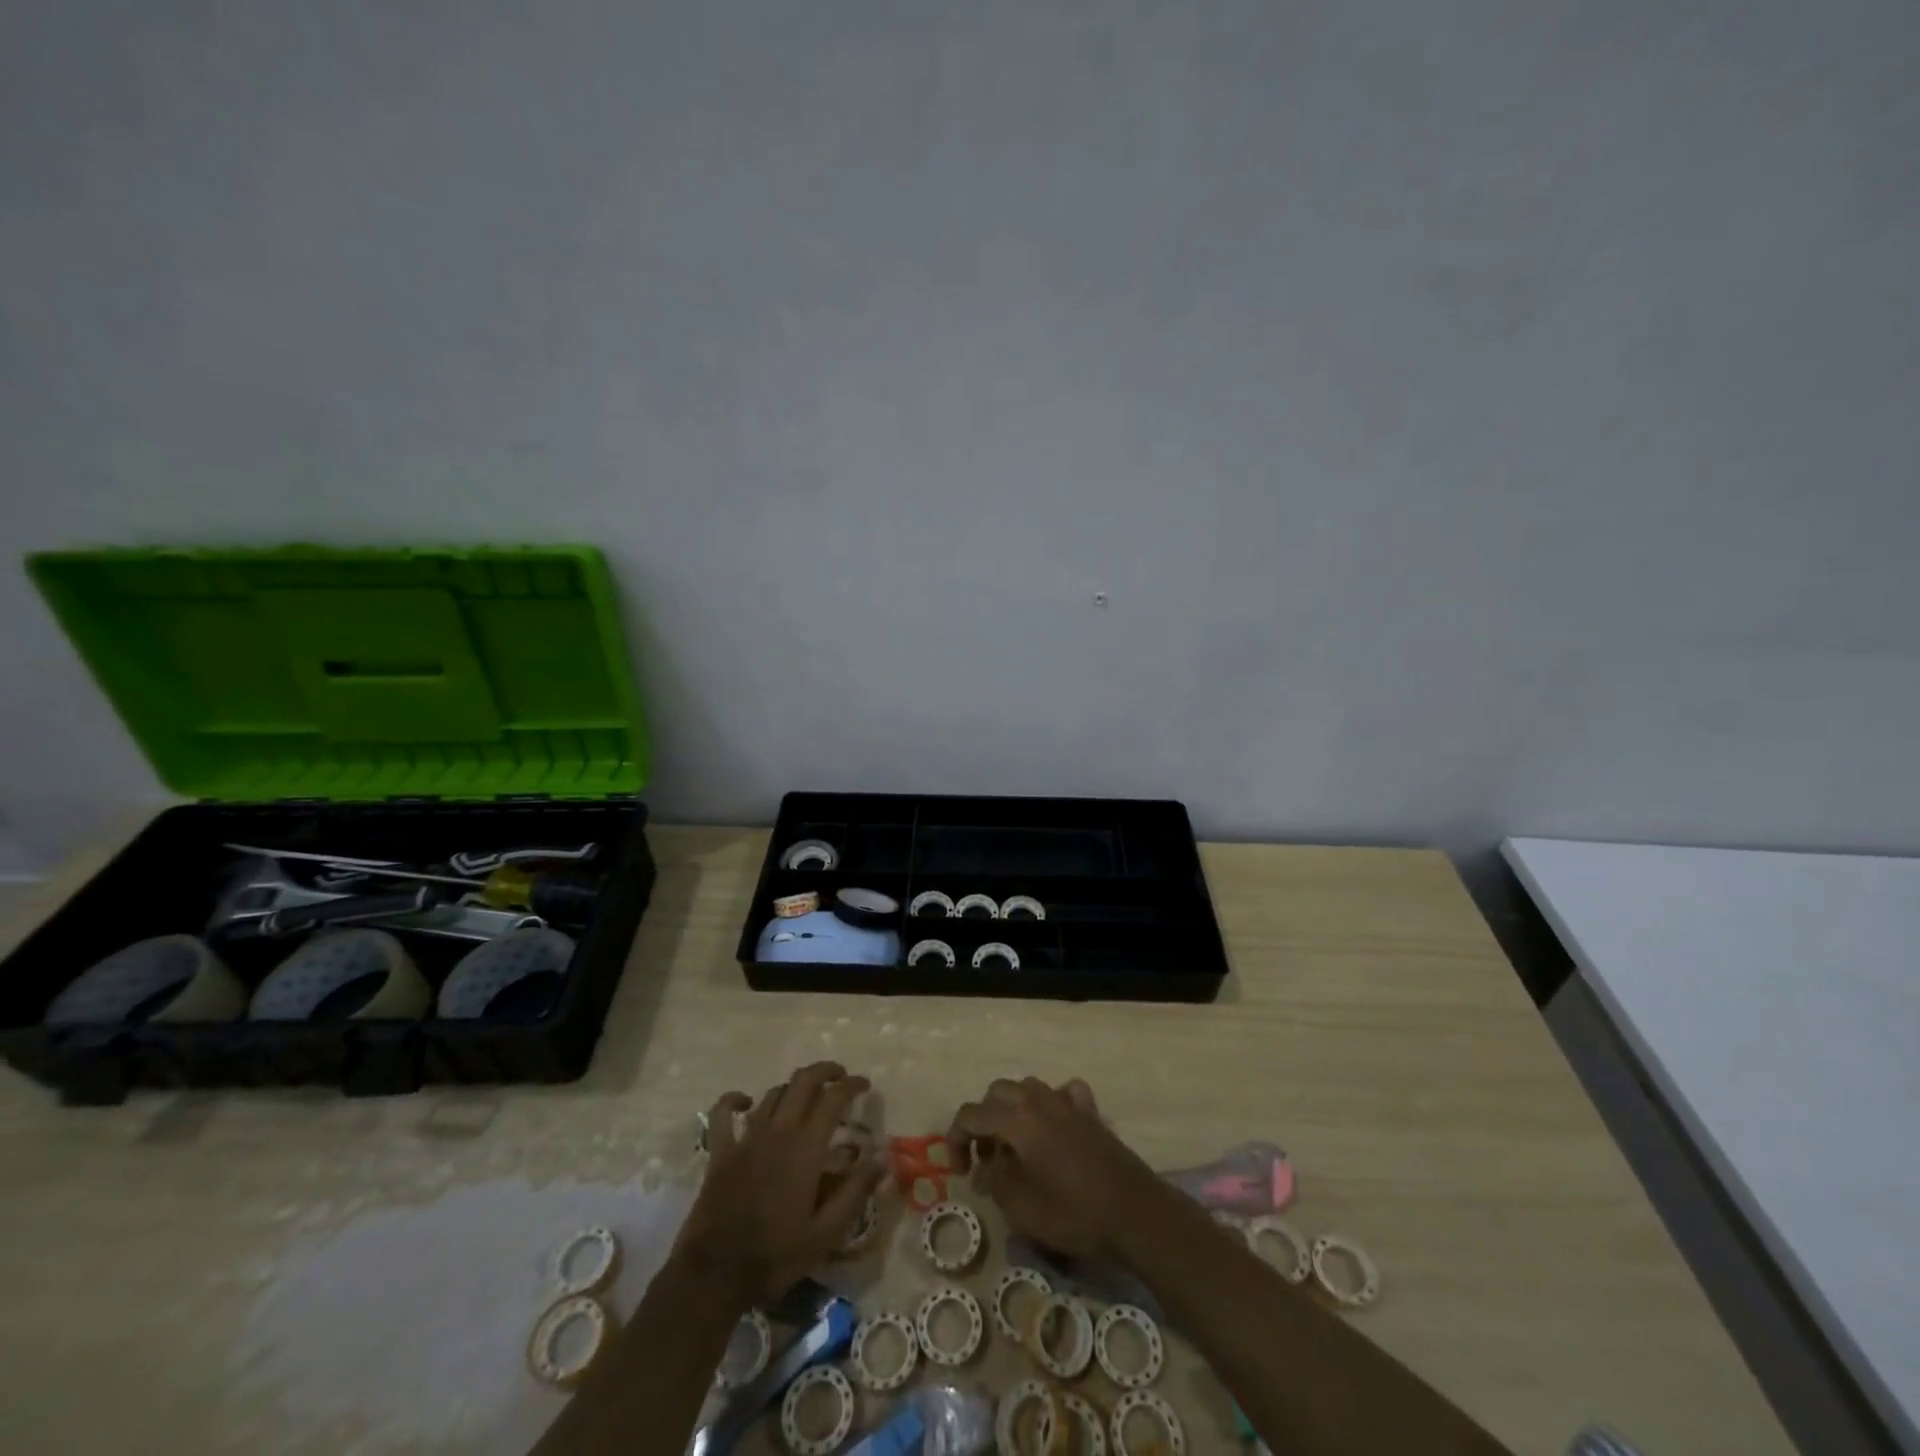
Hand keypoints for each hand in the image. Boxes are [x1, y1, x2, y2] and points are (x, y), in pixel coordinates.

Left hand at [676, 1062, 883, 1306]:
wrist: (715, 1274)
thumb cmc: (776, 1255)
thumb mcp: (826, 1233)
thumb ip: (856, 1191)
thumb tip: (882, 1157)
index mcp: (806, 1147)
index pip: (834, 1098)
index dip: (852, 1085)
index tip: (865, 1085)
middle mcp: (778, 1131)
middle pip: (803, 1081)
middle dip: (825, 1071)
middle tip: (840, 1077)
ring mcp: (746, 1138)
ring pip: (772, 1094)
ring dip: (793, 1088)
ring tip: (806, 1096)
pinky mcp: (720, 1151)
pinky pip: (722, 1113)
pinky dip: (734, 1101)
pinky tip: (745, 1102)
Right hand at [947, 1077, 1164, 1263]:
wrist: (1133, 1212)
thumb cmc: (1072, 1213)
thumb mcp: (1021, 1207)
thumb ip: (994, 1181)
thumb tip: (983, 1168)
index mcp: (1016, 1119)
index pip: (970, 1114)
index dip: (956, 1140)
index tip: (960, 1172)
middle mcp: (1038, 1100)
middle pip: (997, 1093)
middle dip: (983, 1122)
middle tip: (986, 1160)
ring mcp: (1067, 1102)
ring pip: (1028, 1088)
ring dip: (1013, 1111)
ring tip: (1015, 1147)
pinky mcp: (1090, 1113)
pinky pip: (1063, 1093)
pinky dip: (1051, 1104)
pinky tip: (1053, 1127)